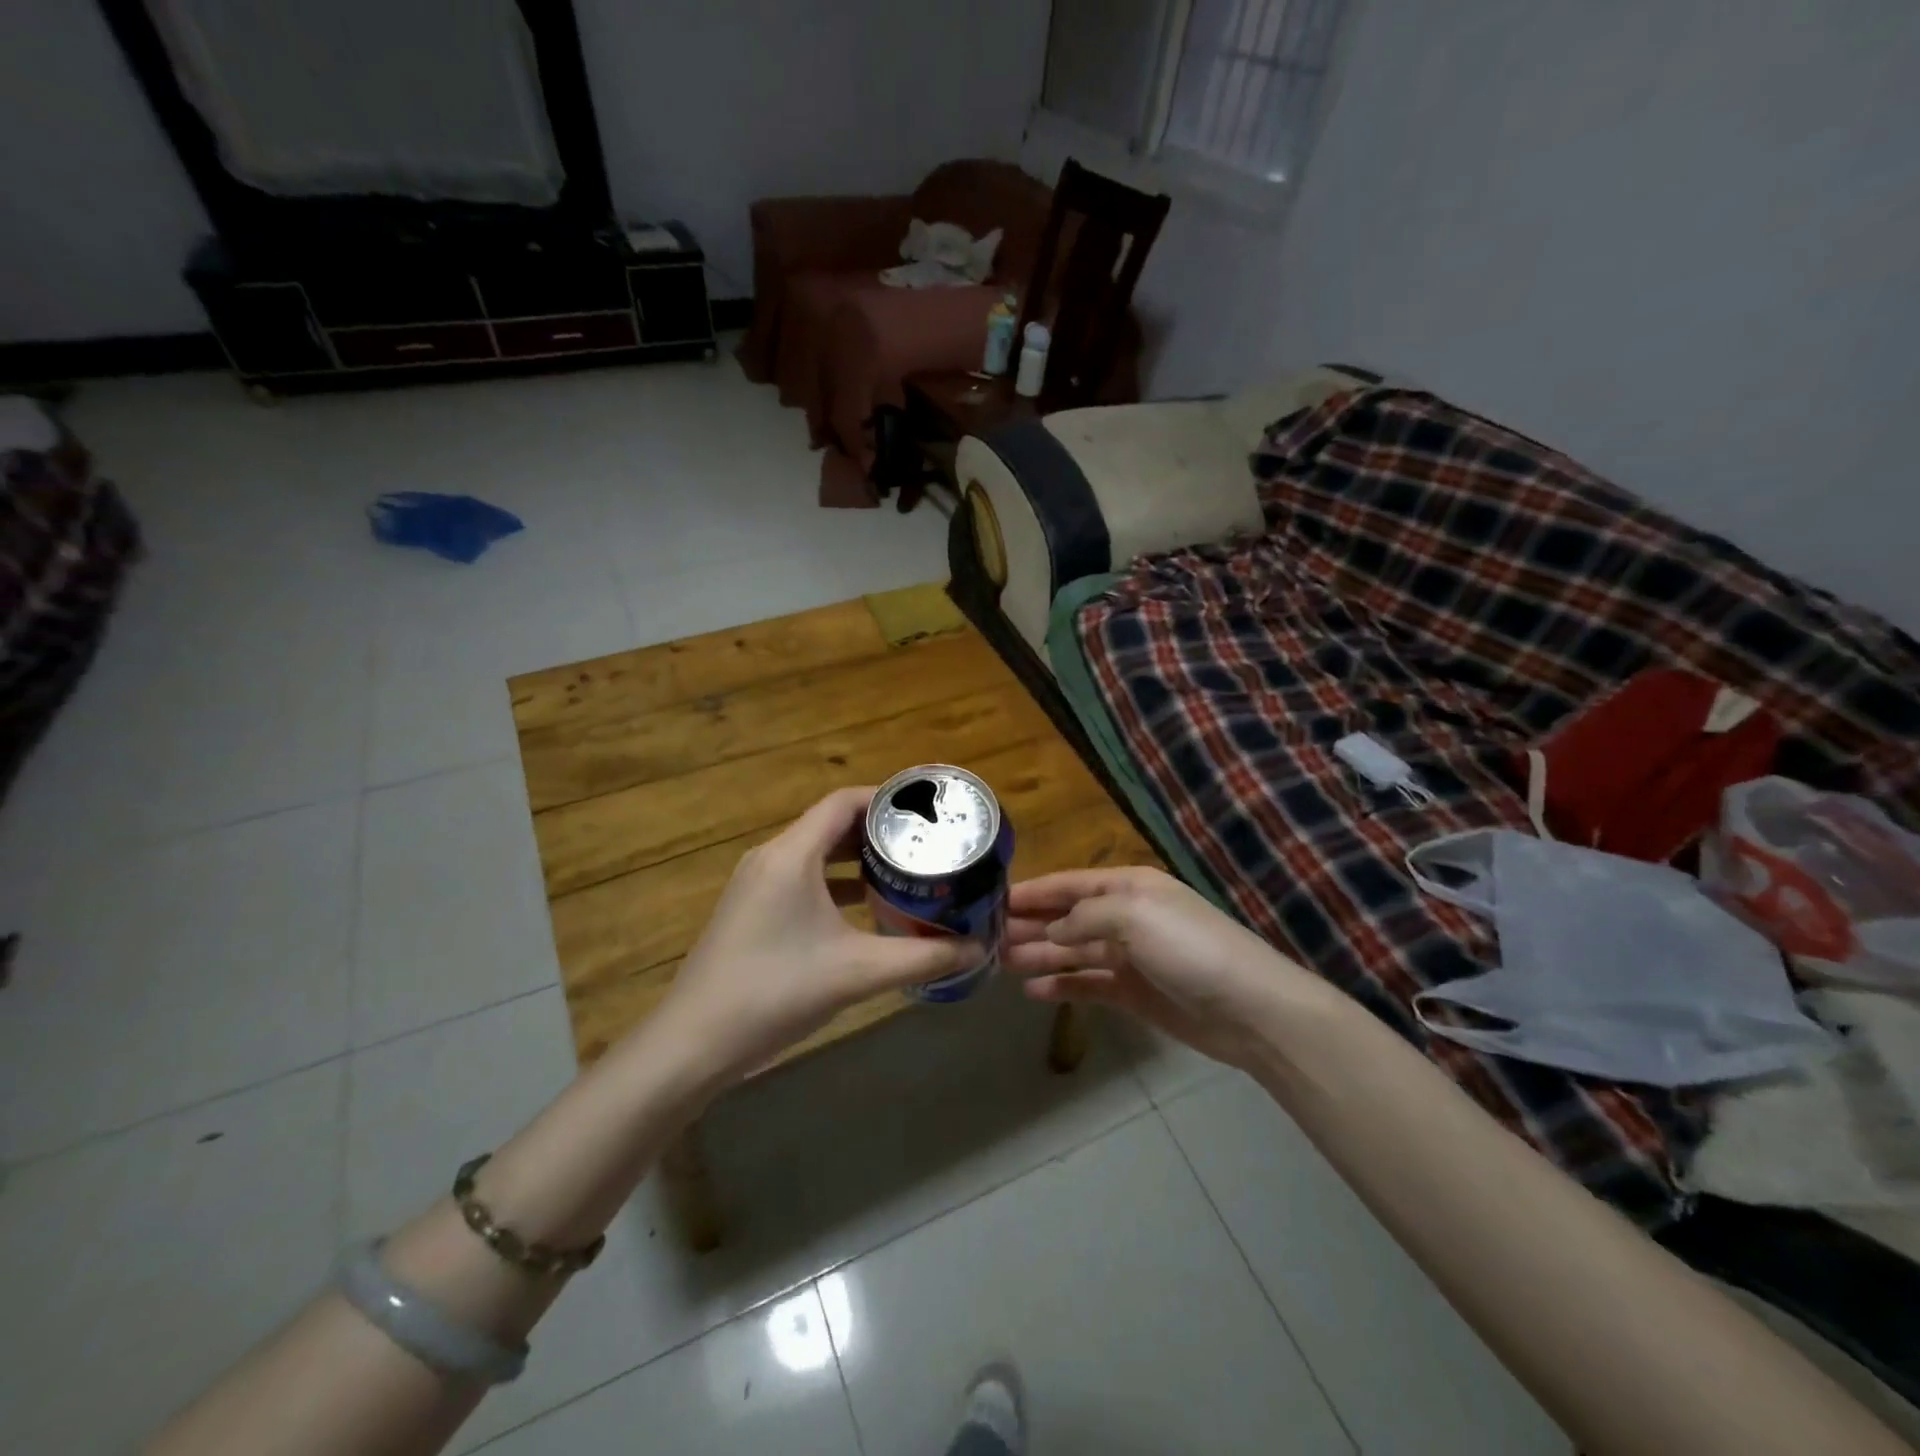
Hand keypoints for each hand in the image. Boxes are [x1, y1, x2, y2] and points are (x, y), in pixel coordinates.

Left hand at [649, 787, 976, 1088]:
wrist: (693, 1043)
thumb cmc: (775, 992)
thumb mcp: (858, 973)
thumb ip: (922, 958)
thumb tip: (976, 949)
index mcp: (792, 855)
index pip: (843, 802)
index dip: (886, 799)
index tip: (927, 813)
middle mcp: (771, 858)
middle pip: (831, 824)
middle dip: (878, 831)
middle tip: (925, 844)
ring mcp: (756, 884)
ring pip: (815, 853)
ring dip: (856, 858)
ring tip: (903, 871)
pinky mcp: (750, 910)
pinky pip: (800, 878)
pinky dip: (834, 882)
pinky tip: (863, 908)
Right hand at [1005, 866, 1324, 1072]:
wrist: (1249, 1008)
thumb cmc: (1189, 947)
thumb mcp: (1134, 915)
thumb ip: (1084, 917)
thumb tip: (1052, 930)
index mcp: (1128, 887)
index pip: (1069, 884)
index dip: (1032, 891)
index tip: (992, 900)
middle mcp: (1125, 917)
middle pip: (1067, 917)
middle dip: (1029, 924)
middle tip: (986, 937)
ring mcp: (1130, 957)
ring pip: (1072, 951)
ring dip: (1039, 954)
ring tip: (1000, 963)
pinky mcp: (1134, 993)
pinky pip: (1088, 984)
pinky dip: (1062, 985)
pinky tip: (1033, 991)